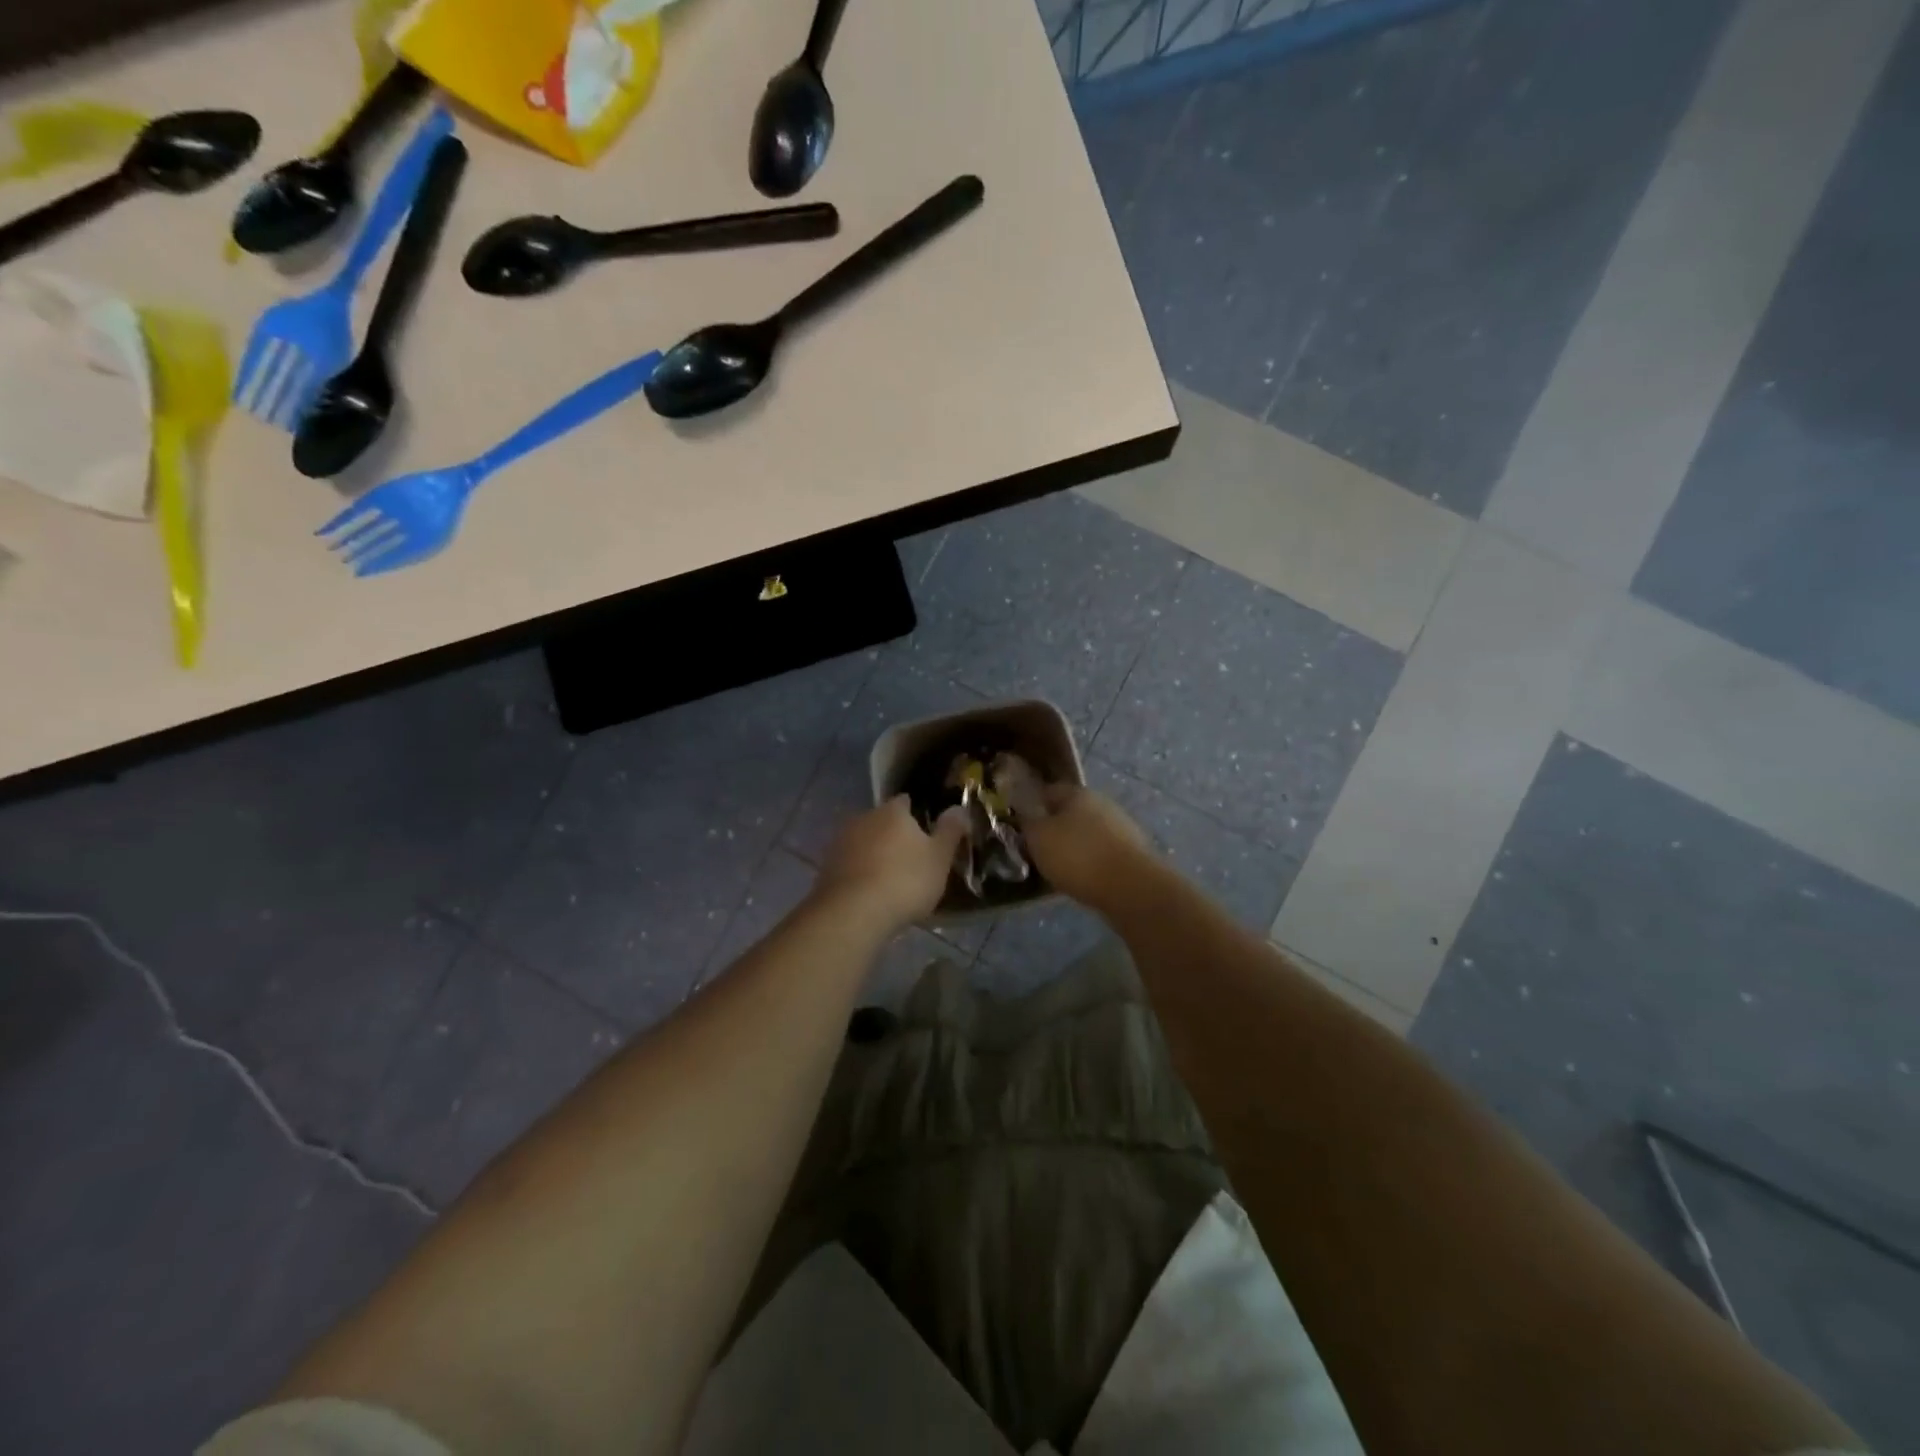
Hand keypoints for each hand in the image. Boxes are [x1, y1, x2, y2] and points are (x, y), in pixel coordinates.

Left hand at [815, 796, 967, 933]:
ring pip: (864, 842)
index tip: (927, 832)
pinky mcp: (826, 868)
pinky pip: (849, 864)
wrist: (852, 913)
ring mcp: (840, 842)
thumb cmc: (905, 881)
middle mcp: (863, 818)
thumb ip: (950, 831)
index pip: (906, 801)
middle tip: (911, 860)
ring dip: (875, 855)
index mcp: (892, 811)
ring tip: (891, 880)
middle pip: (882, 821)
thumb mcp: (939, 858)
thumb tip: (958, 808)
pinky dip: (859, 873)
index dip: (917, 815)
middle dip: (894, 836)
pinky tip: (870, 893)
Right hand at [1021, 784, 1152, 910]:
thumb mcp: (1038, 838)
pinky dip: (1091, 862)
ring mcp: (1122, 827)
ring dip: (1074, 846)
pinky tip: (1082, 878)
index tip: (1019, 824)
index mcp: (1078, 793)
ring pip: (1088, 833)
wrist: (1132, 888)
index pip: (1048, 791)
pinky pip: (1103, 853)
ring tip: (1058, 868)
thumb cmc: (1078, 856)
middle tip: (1037, 849)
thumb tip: (1025, 815)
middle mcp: (1102, 803)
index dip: (1031, 805)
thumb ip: (1027, 823)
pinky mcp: (1134, 852)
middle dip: (1054, 827)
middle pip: (1070, 812)